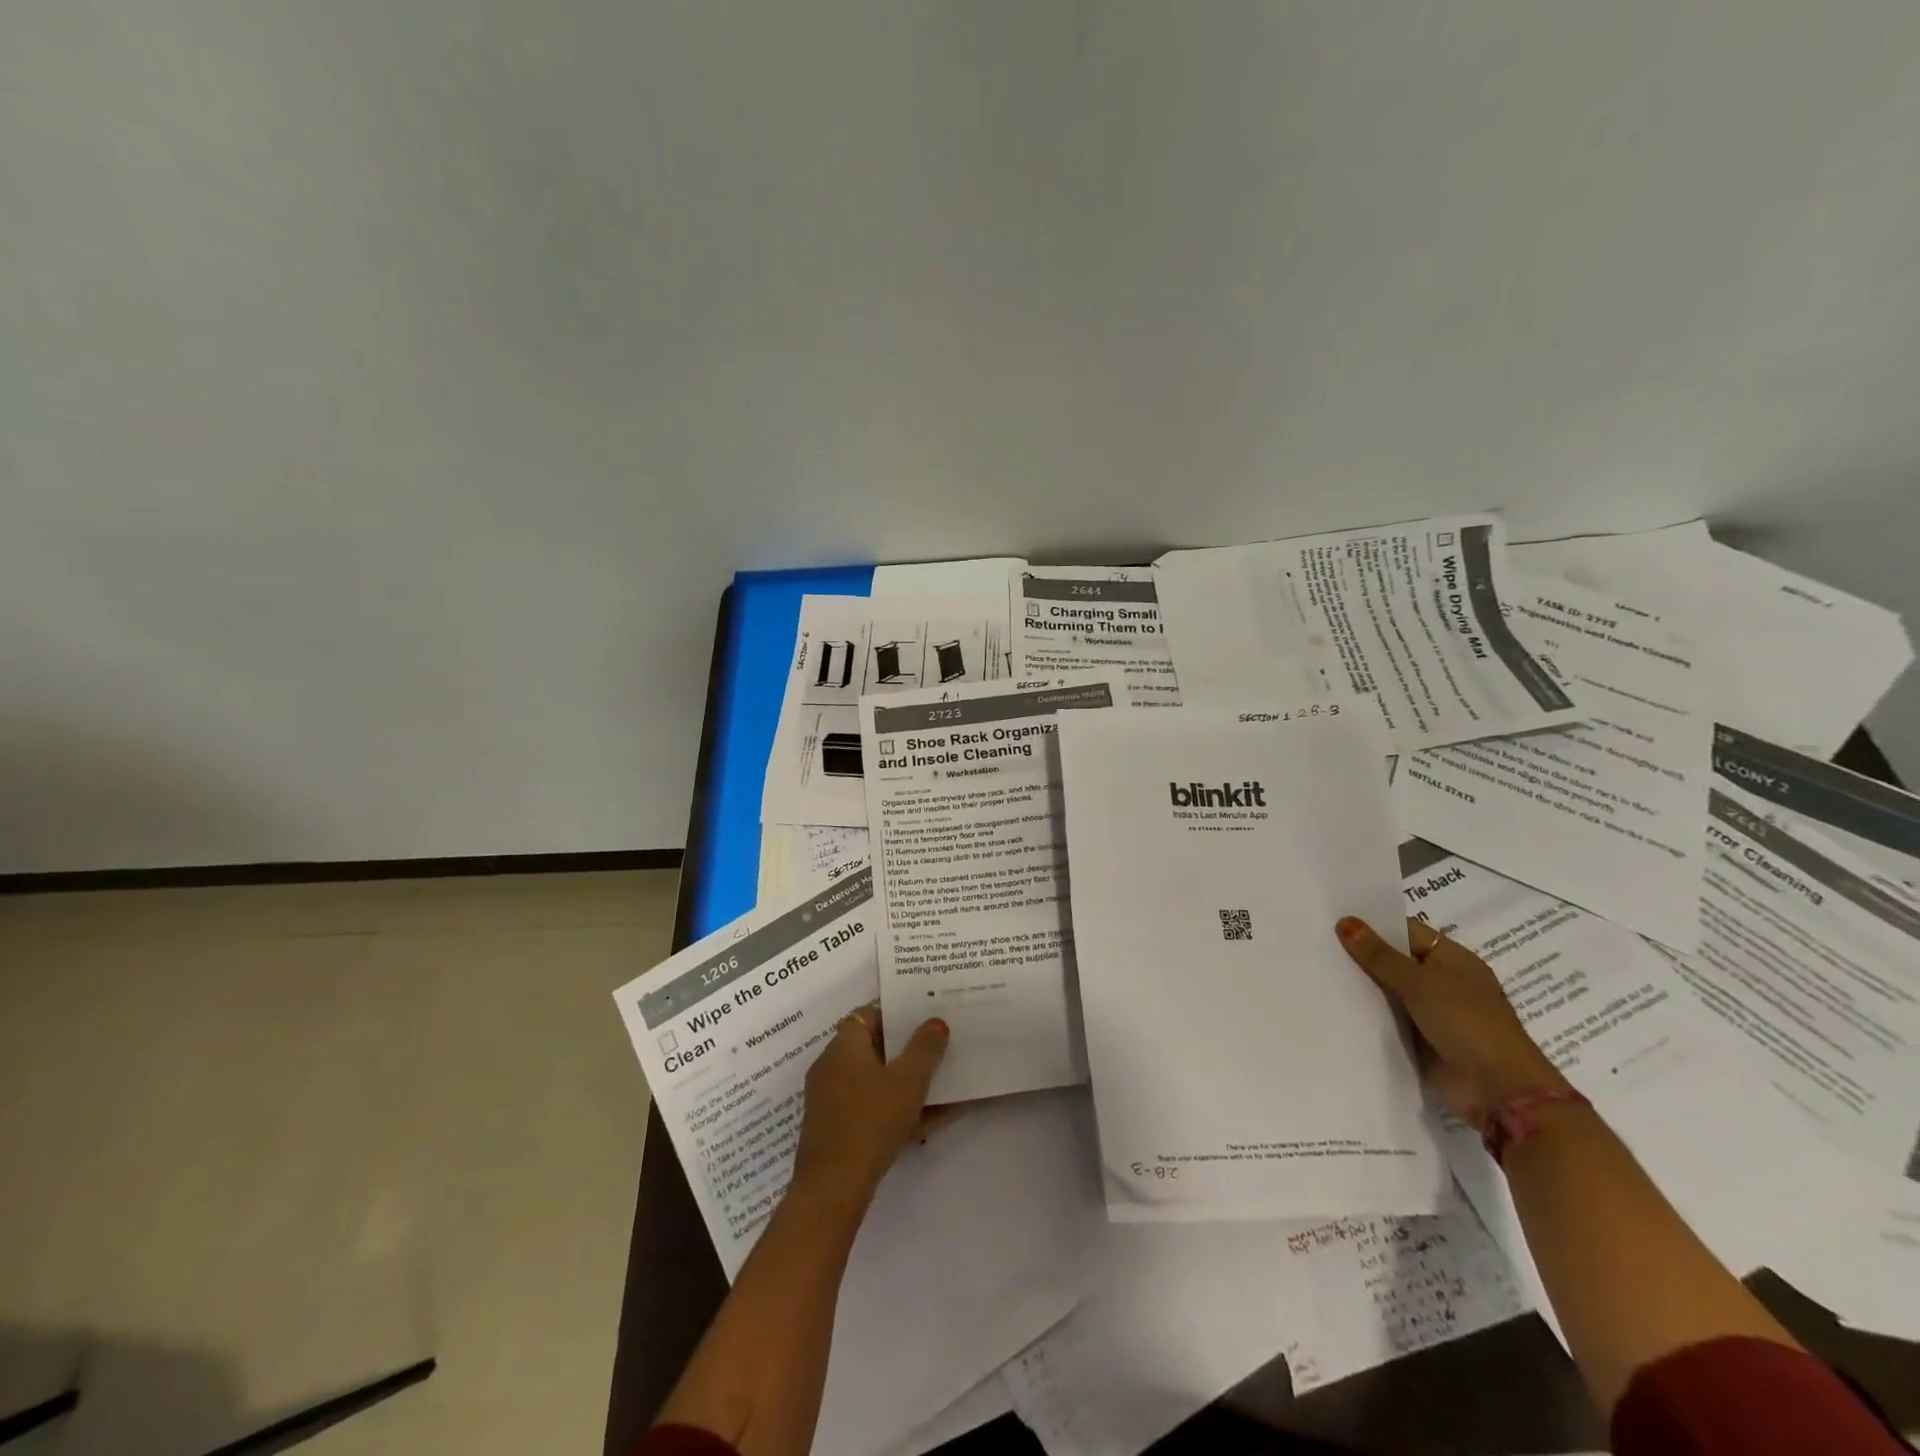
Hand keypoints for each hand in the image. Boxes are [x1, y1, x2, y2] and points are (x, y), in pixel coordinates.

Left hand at [792, 1007, 949, 1209]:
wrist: (832, 1189)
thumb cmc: (871, 1121)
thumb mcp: (908, 1081)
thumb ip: (925, 1048)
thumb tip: (935, 1022)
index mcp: (843, 1046)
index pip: (868, 1014)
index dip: (896, 1015)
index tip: (924, 1020)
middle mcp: (831, 1067)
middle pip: (872, 1048)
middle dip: (906, 1050)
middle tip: (937, 1050)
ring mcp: (830, 1101)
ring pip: (874, 1081)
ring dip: (904, 1083)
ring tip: (941, 1086)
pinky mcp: (835, 1130)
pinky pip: (870, 1108)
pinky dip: (895, 1110)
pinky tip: (929, 1122)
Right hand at [1335, 916, 1569, 1125]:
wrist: (1497, 1091)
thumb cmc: (1467, 1023)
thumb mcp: (1420, 983)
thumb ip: (1380, 955)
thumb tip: (1345, 921)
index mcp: (1453, 959)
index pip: (1406, 930)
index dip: (1373, 924)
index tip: (1333, 918)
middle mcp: (1442, 981)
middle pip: (1394, 960)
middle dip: (1361, 954)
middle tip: (1316, 941)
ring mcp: (1431, 1012)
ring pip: (1387, 990)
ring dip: (1361, 984)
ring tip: (1315, 968)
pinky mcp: (1419, 1039)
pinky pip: (1387, 1018)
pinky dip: (1366, 1012)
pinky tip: (1331, 1002)